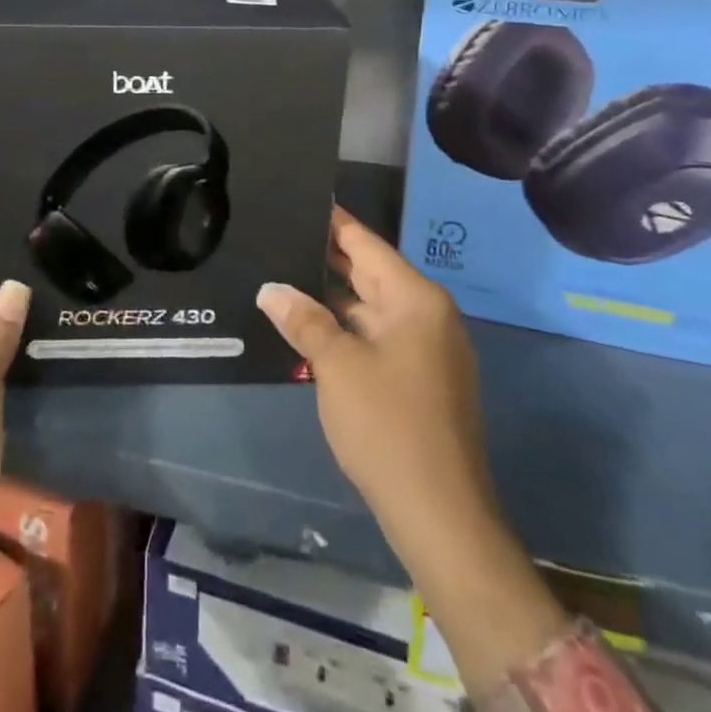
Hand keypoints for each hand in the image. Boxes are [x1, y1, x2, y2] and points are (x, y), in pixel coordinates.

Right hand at [257, 205, 494, 540]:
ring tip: (282, 271)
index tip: (300, 196)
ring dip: (331, 295)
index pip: (366, 242)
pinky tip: (307, 323)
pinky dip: (344, 326)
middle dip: (325, 255)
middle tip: (279, 232)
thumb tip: (271, 289)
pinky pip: (375, 335)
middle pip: (369, 271)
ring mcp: (426, 349)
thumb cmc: (388, 425)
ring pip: (370, 306)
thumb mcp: (336, 365)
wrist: (440, 515)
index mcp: (415, 299)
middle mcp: (426, 315)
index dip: (332, 220)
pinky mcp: (419, 379)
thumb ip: (303, 319)